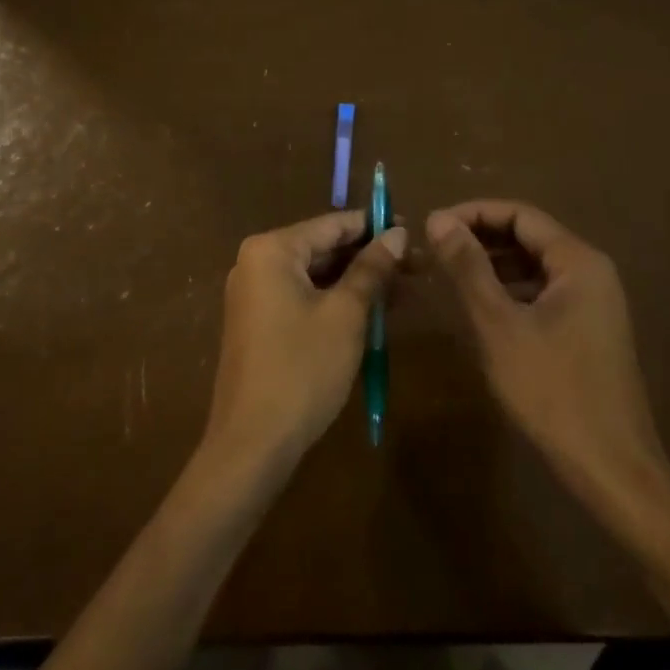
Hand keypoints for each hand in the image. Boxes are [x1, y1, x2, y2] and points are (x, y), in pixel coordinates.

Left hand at [204, 211, 407, 471]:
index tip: (413, 231)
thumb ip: (372, 268)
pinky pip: (305, 298)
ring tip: (405, 291)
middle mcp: (257, 263)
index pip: (333, 225)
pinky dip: (337, 302)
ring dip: (358, 283)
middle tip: (417, 266)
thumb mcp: (346, 314)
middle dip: (370, 258)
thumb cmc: (302, 369)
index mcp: (272, 250)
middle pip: (324, 249)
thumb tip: (397, 233)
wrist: (252, 444)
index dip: (375, 226)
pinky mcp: (260, 324)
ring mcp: (255, 295)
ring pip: (317, 277)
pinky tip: (374, 313)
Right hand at [429, 201, 669, 511]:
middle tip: (436, 249)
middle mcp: (591, 272)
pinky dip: (512, 291)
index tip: (433, 225)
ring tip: (451, 274)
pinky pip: (545, 293)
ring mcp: (594, 303)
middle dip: (482, 237)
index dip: (473, 213)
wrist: (613, 472)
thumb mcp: (499, 325)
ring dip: (494, 265)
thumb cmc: (553, 392)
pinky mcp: (589, 330)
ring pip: (535, 266)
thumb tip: (437, 219)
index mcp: (578, 261)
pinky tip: (483, 308)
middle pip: (529, 236)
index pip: (520, 214)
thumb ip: (468, 268)